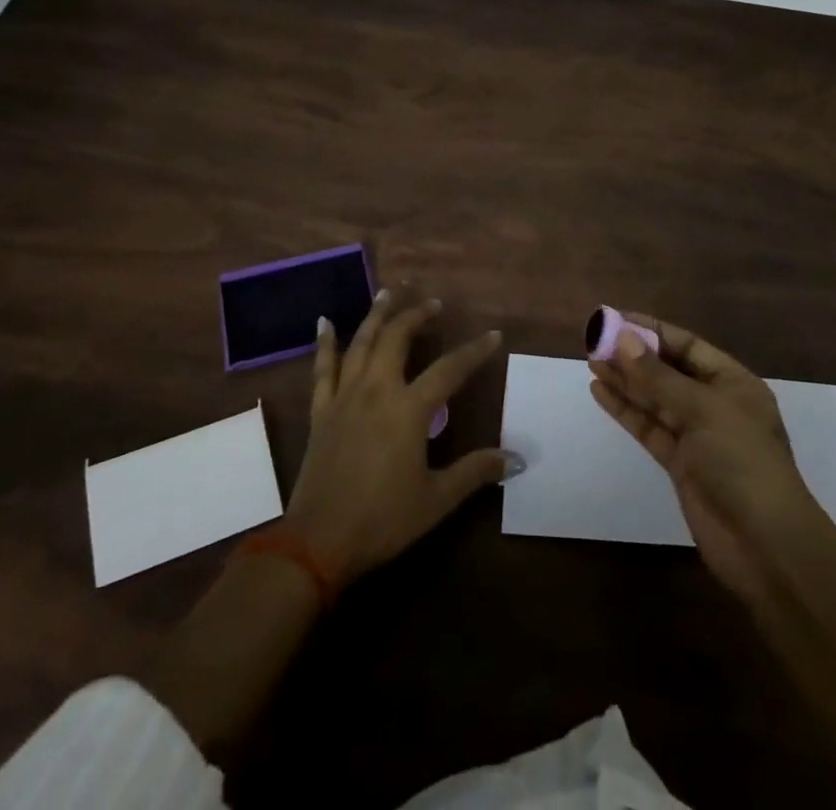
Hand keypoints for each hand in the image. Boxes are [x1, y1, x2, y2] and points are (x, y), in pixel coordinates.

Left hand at [283, 286, 512, 590]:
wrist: (318, 541)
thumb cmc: (383, 519)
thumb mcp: (436, 499)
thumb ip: (475, 472)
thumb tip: (517, 458)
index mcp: (409, 410)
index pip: (449, 370)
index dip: (474, 351)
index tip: (493, 334)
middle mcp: (377, 391)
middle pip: (397, 339)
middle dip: (417, 316)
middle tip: (433, 304)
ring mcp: (344, 397)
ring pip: (361, 343)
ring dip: (376, 315)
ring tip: (388, 293)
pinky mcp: (321, 410)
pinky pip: (323, 368)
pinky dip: (325, 343)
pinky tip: (325, 321)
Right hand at [589, 315, 828, 603]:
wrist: (765, 546)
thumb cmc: (742, 462)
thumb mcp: (702, 410)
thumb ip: (658, 377)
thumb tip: (622, 339)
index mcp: (732, 382)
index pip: (687, 345)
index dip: (651, 331)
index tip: (614, 320)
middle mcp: (715, 404)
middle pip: (668, 371)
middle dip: (634, 356)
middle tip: (594, 342)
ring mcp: (697, 436)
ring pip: (655, 399)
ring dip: (625, 381)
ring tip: (591, 362)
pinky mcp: (680, 464)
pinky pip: (649, 427)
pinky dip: (626, 410)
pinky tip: (601, 393)